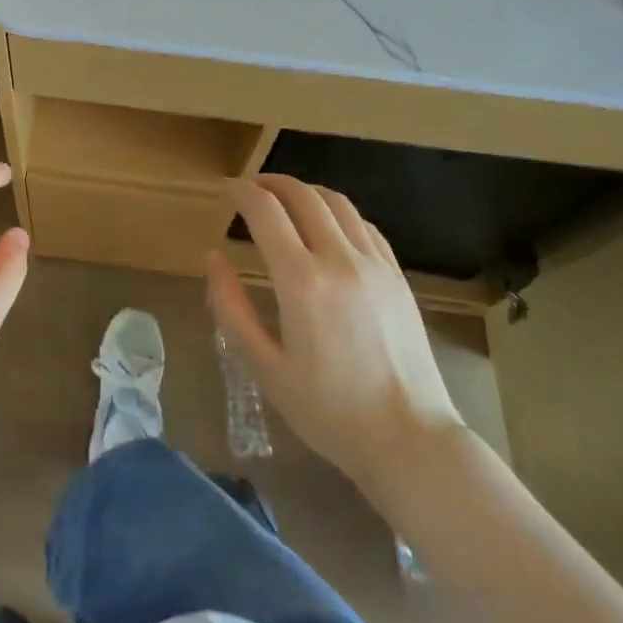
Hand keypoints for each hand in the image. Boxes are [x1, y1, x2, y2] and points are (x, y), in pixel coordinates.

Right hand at [206, 175, 463, 491]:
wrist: (409, 440)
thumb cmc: (328, 411)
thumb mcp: (264, 367)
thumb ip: (231, 308)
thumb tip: (213, 257)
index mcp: (301, 281)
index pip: (265, 211)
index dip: (241, 192)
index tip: (226, 190)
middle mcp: (339, 259)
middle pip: (302, 195)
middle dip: (270, 182)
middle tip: (249, 189)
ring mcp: (375, 264)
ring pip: (336, 201)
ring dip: (304, 191)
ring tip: (284, 200)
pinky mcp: (397, 275)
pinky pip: (363, 224)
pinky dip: (336, 211)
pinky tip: (326, 226)